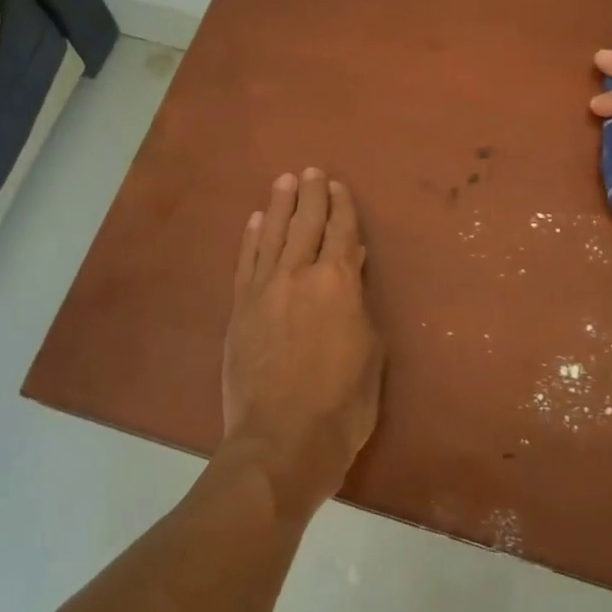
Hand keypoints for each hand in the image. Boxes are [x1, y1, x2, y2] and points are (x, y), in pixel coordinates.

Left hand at [222, 168, 384, 516]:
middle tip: (310, 171)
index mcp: (339, 283)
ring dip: (279, 206)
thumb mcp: (370, 351)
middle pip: (306, 224)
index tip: (337, 185)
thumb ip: (360, 303)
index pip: (342, 232)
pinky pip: (246, 262)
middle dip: (310, 195)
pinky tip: (255, 220)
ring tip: (283, 181)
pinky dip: (251, 238)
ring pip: (272, 235)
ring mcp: (265, 290)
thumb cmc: (343, 403)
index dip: (341, 206)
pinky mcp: (240, 309)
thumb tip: (354, 265)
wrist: (282, 441)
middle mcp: (300, 275)